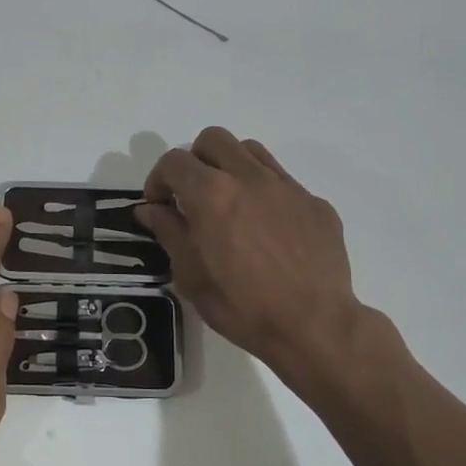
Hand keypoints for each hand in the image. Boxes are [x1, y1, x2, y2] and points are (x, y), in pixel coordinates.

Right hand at [137, 128, 401, 385]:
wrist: (313, 325)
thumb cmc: (241, 305)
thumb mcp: (190, 274)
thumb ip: (168, 231)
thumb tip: (150, 208)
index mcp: (211, 193)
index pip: (173, 161)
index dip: (158, 180)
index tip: (159, 206)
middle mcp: (249, 177)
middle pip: (213, 139)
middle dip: (194, 161)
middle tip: (191, 195)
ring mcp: (287, 187)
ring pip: (250, 151)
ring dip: (230, 167)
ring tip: (229, 203)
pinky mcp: (315, 203)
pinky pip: (282, 182)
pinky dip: (264, 193)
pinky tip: (267, 230)